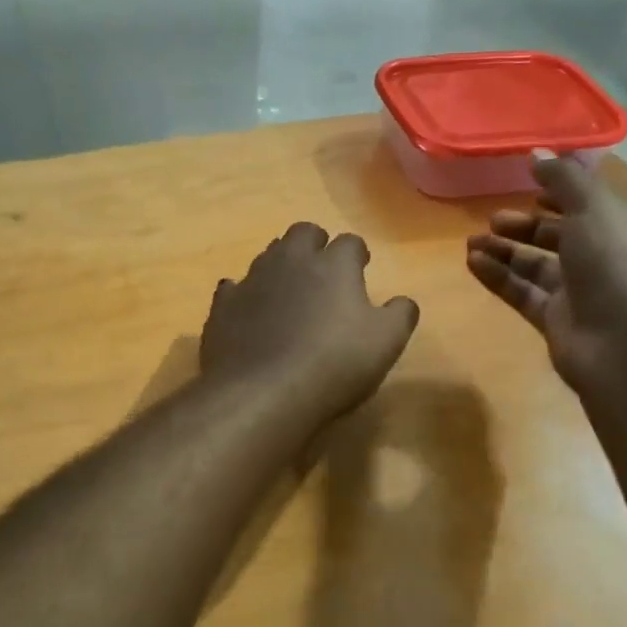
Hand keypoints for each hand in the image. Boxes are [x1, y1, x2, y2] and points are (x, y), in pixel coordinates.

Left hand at [202, 223, 419, 420]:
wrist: (262, 392)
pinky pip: (235, 288)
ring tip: (290, 292)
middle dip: (315, 244)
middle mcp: (291, 260)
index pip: (350, 242)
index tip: (361, 268)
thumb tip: (403, 301)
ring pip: (268, 255)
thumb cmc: (334, 364)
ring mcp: (252, 280)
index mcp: (334, 265)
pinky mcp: (223, 306)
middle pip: (303, 233)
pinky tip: (251, 313)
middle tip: (324, 270)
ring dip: (282, 266)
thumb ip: (400, 314)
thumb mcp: (386, 343)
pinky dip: (246, 295)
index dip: (357, 254)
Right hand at [466, 152, 626, 393]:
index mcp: (622, 226)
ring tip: (471, 242)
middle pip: (557, 236)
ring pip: (535, 266)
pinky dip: (499, 277)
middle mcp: (603, 257)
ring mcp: (580, 292)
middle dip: (525, 225)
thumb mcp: (593, 207)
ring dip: (504, 251)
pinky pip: (522, 293)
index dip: (559, 194)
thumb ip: (563, 178)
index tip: (526, 186)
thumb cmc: (616, 262)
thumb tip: (536, 154)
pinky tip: (473, 263)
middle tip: (492, 219)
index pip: (588, 204)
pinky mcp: (557, 321)